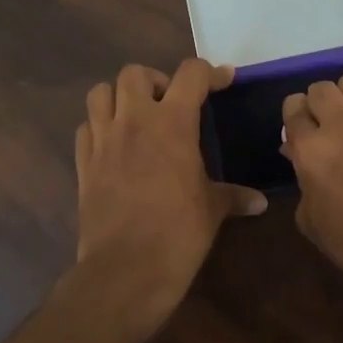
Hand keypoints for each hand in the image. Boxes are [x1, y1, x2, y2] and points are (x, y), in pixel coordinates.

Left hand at [74, 59, 267, 337]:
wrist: (126, 270)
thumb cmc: (178, 233)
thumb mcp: (212, 210)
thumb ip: (234, 196)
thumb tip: (259, 202)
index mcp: (172, 124)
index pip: (191, 74)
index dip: (210, 72)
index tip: (223, 81)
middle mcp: (134, 121)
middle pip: (135, 73)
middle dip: (155, 80)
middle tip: (171, 104)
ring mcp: (103, 140)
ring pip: (101, 93)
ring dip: (120, 96)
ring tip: (137, 117)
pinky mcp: (83, 163)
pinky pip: (86, 128)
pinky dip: (99, 126)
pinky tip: (115, 145)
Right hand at [279, 76, 342, 302]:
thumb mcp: (312, 221)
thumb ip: (303, 183)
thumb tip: (301, 160)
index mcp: (311, 149)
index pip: (293, 108)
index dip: (292, 117)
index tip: (296, 132)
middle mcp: (341, 125)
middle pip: (320, 88)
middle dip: (315, 103)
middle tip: (319, 126)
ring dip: (342, 96)